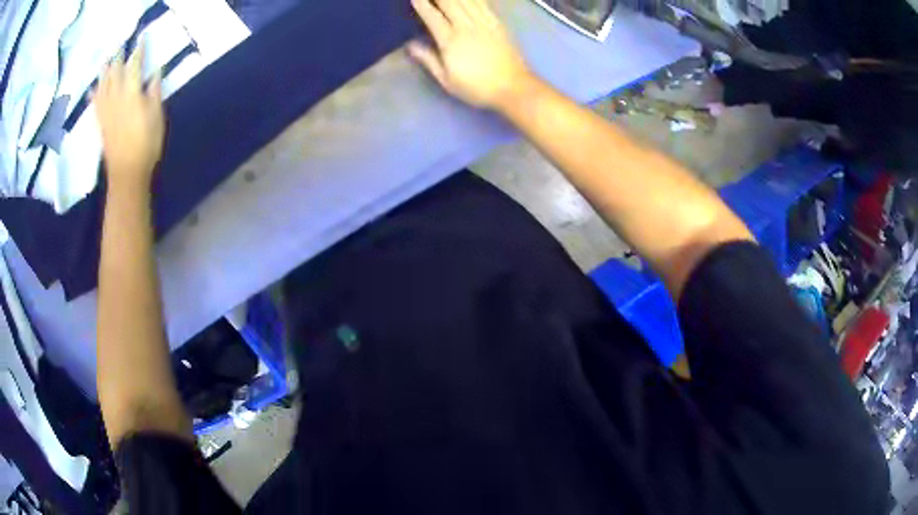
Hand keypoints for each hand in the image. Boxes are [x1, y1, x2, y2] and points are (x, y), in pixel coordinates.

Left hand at [94, 44, 164, 189]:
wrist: (127, 173)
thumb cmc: (146, 144)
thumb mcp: (157, 116)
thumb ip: (154, 92)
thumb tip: (155, 71)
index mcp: (131, 94)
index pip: (134, 66)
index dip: (138, 51)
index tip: (141, 38)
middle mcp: (116, 98)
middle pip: (115, 73)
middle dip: (117, 58)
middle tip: (119, 45)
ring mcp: (106, 111)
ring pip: (103, 86)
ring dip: (104, 72)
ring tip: (104, 61)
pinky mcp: (101, 123)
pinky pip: (96, 105)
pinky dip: (94, 95)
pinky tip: (92, 89)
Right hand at [408, 0, 532, 109]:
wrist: (512, 87)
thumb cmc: (476, 87)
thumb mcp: (447, 80)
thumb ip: (428, 59)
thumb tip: (410, 45)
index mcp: (450, 41)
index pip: (432, 17)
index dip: (422, 5)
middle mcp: (466, 27)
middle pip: (449, 3)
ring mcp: (484, 23)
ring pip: (466, 0)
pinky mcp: (497, 24)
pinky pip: (483, 4)